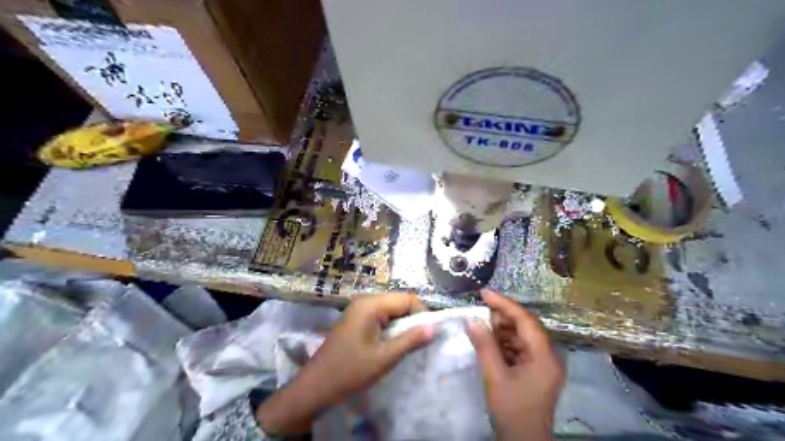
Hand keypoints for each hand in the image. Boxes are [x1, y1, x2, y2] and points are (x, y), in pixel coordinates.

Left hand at [257, 294, 432, 434]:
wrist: (316, 386)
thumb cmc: (350, 371)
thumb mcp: (384, 358)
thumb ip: (410, 340)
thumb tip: (434, 327)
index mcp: (371, 305)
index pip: (407, 299)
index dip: (421, 314)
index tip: (428, 335)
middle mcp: (365, 300)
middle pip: (399, 302)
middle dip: (411, 320)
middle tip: (417, 343)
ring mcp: (359, 308)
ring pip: (391, 310)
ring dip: (401, 325)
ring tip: (404, 345)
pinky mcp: (356, 318)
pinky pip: (381, 316)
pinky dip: (390, 328)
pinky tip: (390, 344)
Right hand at [465, 290, 564, 440]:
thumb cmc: (512, 410)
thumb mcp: (495, 376)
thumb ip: (484, 345)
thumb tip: (471, 319)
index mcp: (545, 355)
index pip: (525, 320)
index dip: (504, 304)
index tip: (484, 293)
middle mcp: (549, 355)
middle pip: (525, 326)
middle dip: (502, 317)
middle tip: (479, 312)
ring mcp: (544, 363)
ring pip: (522, 336)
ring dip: (502, 330)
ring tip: (482, 328)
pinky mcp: (537, 370)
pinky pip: (520, 348)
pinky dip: (504, 342)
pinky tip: (490, 343)